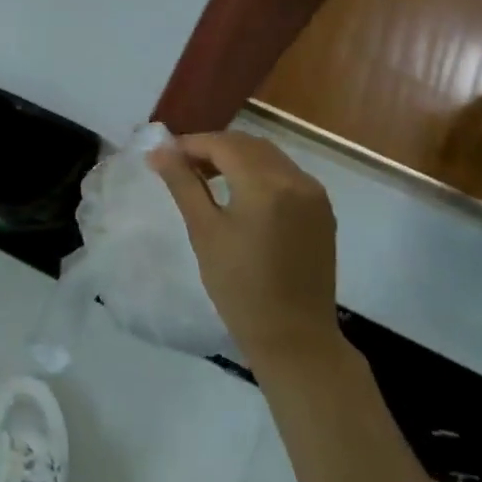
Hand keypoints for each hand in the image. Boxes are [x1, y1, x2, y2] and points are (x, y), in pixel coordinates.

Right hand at [150, 130, 341, 373]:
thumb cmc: (240, 287)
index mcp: (266, 184)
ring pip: (268, 156)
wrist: (294, 337)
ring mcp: (314, 193)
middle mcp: (296, 179)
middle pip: (247, 144)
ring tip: (206, 177)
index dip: (190, 144)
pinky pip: (285, 174)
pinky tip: (240, 192)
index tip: (163, 156)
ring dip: (236, 157)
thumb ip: (183, 183)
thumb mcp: (204, 231)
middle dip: (212, 147)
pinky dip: (259, 171)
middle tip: (181, 165)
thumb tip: (159, 150)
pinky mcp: (322, 210)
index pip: (222, 144)